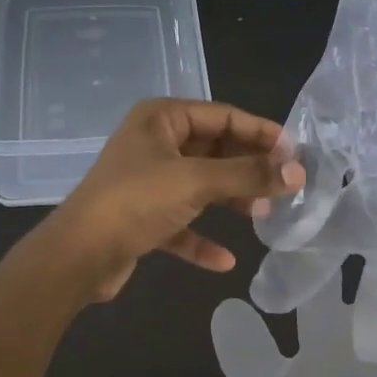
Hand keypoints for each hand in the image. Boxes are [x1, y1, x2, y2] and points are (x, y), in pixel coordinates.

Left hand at [41, 99, 306, 302]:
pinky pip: (182, 222)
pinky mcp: (142, 217)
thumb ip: (249, 175)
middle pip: (214, 150)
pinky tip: (225, 260)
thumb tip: (299, 172)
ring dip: (230, 198)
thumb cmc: (137, 201)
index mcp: (162, 118)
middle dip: (248, 168)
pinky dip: (202, 237)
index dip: (260, 132)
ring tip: (263, 215)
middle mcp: (155, 143)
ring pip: (201, 184)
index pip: (223, 116)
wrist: (77, 256)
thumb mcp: (196, 182)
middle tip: (284, 185)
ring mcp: (147, 180)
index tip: (295, 152)